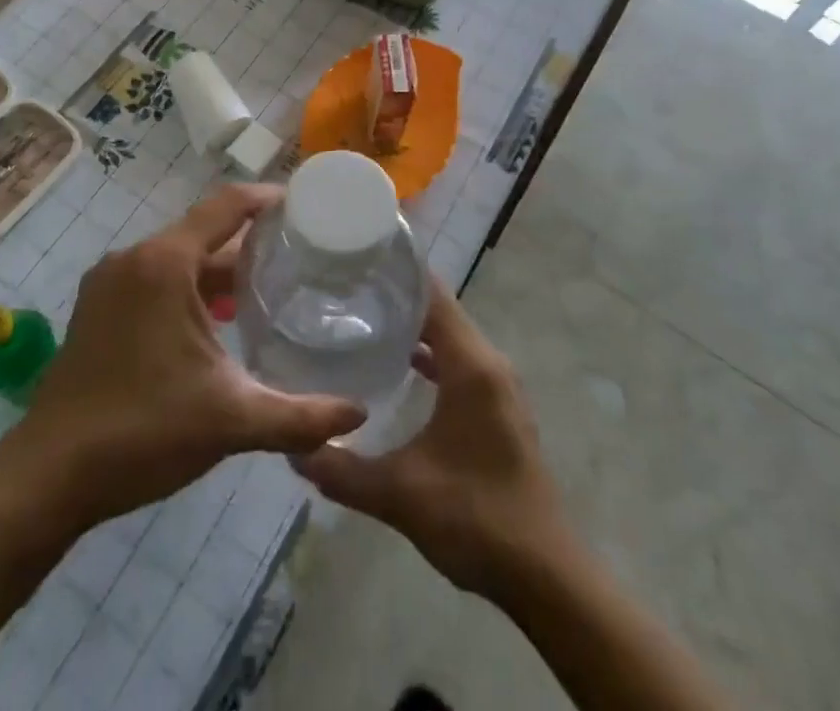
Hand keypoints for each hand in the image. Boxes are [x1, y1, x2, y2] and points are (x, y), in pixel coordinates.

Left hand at [4, 184, 365, 530]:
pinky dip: (189, 288)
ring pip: (177, 258)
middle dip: (249, 242)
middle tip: (297, 256)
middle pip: (203, 232)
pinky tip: (217, 321)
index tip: (305, 205)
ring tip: (266, 287)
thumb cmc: (143, 431)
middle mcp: (134, 258)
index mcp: (165, 263)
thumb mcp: (231, 420)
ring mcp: (109, 282)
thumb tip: (359, 417)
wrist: (48, 476)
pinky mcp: (97, 309)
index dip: (267, 199)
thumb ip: (300, 417)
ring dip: (218, 269)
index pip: (227, 206)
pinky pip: (154, 280)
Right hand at [293, 279, 565, 596]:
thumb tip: (294, 448)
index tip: (355, 261)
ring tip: (363, 321)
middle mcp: (489, 362)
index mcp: (472, 365)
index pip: (433, 294)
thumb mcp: (400, 494)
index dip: (397, 272)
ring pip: (451, 336)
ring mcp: (498, 385)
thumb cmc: (476, 519)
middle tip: (345, 291)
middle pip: (440, 309)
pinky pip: (460, 361)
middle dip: (396, 297)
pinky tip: (398, 368)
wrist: (545, 577)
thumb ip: (343, 470)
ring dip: (414, 327)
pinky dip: (431, 355)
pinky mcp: (498, 407)